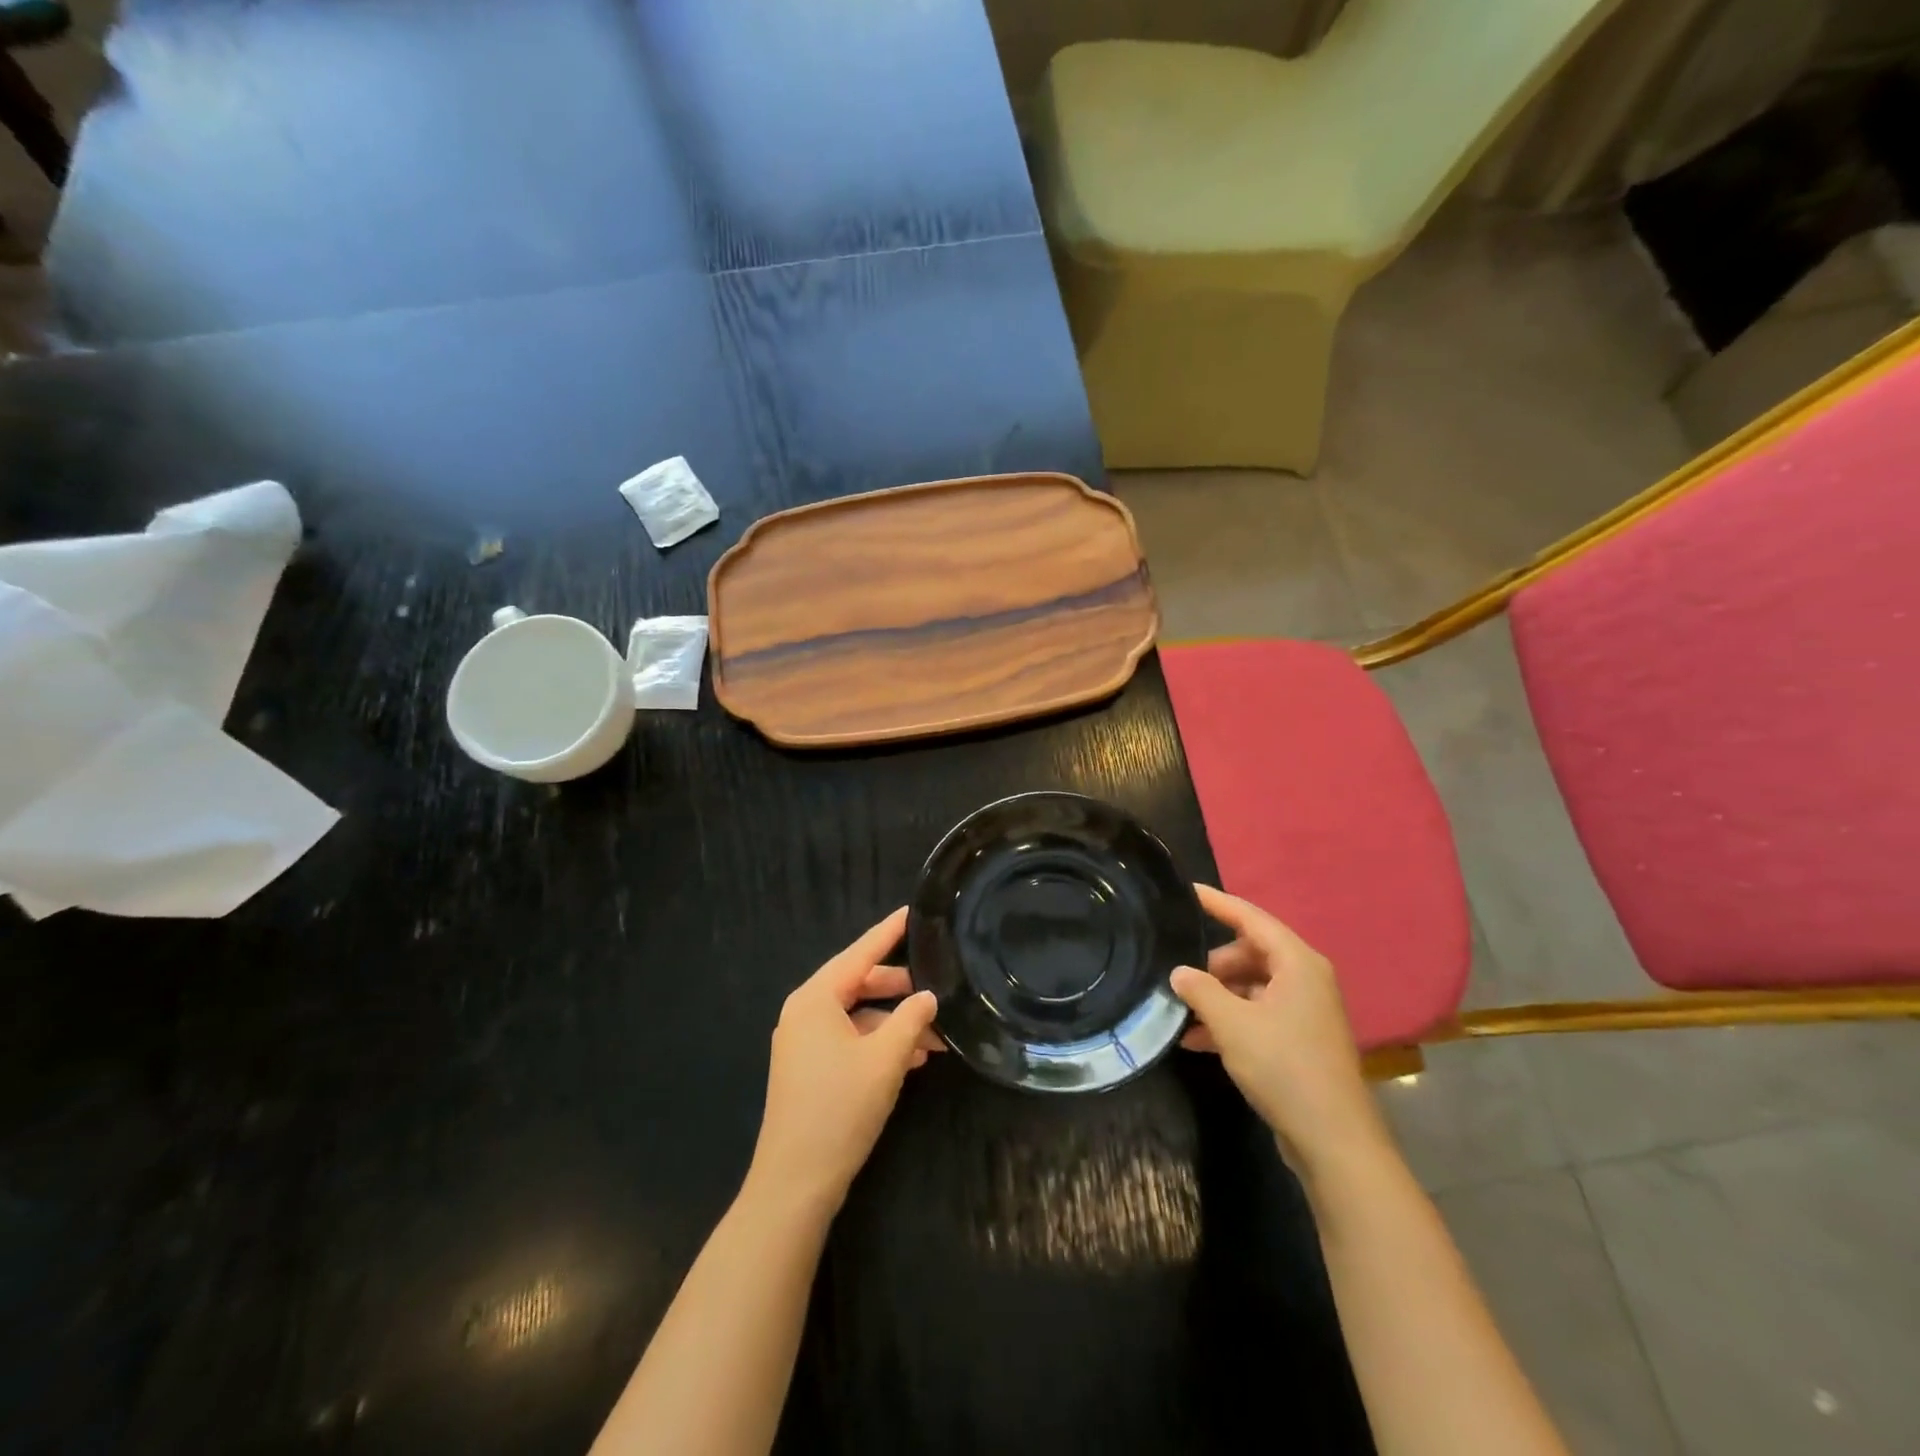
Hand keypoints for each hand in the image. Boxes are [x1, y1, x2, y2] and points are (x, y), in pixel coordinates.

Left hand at [747, 907, 940, 1213]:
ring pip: (857, 1016)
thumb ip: (911, 1019)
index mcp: (815, 998)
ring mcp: (803, 1042)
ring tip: (935, 1039)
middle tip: (936, 988)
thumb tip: (928, 996)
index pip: (859, 953)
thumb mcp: (886, 1059)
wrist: (795, 1182)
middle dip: (899, 989)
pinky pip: (848, 1040)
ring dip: (894, 1024)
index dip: (888, 932)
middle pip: (858, 984)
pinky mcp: (808, 1069)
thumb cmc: (840, 1108)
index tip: (912, 911)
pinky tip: (911, 1060)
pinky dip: (878, 1044)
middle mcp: (804, 1012)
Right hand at [1173, 885, 1387, 1176]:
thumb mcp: (1232, 1024)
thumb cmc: (1284, 1067)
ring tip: (1182, 1013)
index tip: (1185, 891)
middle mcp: (1305, 978)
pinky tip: (1198, 1041)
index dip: (1216, 903)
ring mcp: (1305, 1010)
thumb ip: (1200, 990)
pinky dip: (1231, 1020)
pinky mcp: (1301, 1039)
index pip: (1250, 917)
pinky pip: (1258, 1013)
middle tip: (1179, 977)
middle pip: (1250, 952)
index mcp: (1297, 962)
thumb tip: (1179, 972)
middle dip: (1213, 964)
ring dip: (1218, 997)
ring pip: (1252, 986)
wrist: (1334, 1140)